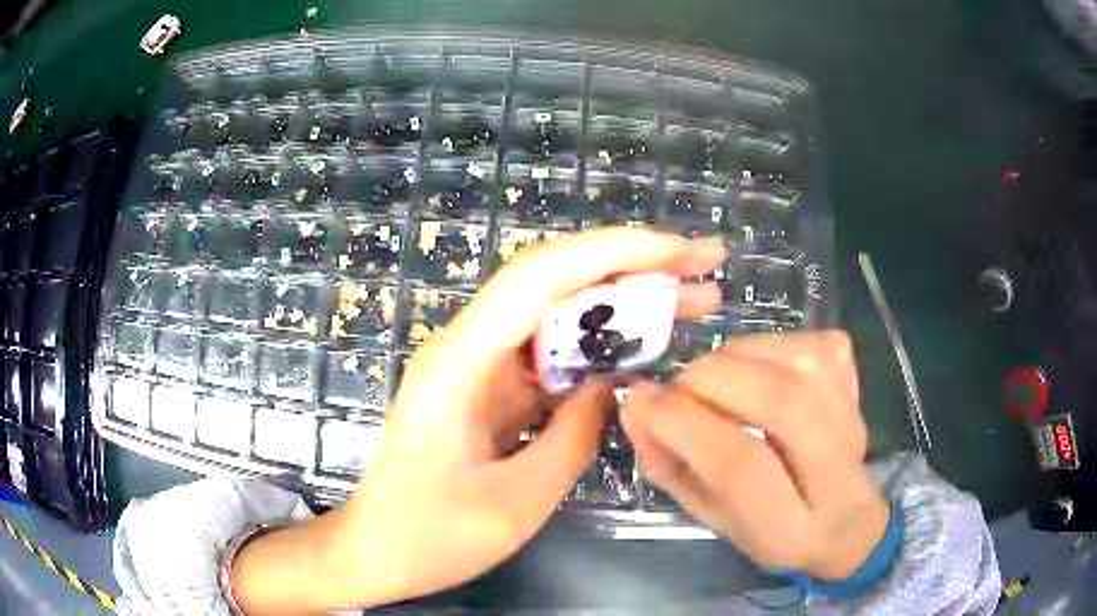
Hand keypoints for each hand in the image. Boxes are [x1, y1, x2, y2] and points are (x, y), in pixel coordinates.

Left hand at [231, 228, 725, 613]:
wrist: (375, 552)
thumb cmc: (429, 537)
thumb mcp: (515, 502)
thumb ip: (573, 435)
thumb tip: (614, 384)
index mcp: (461, 362)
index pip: (541, 276)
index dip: (615, 252)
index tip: (678, 252)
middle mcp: (469, 347)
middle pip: (555, 282)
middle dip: (634, 265)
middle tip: (705, 264)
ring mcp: (480, 367)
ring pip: (559, 315)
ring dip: (624, 303)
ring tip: (693, 301)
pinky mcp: (490, 391)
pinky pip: (552, 355)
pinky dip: (600, 347)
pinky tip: (643, 349)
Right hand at [620, 331, 888, 580]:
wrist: (846, 519)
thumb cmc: (770, 530)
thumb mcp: (713, 519)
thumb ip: (672, 468)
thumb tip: (634, 407)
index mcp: (791, 528)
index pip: (742, 467)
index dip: (685, 426)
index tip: (641, 403)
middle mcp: (837, 471)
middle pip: (782, 402)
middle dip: (711, 382)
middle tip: (678, 391)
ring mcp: (854, 417)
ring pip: (796, 362)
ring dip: (735, 360)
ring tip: (713, 384)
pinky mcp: (856, 381)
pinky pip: (806, 342)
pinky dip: (764, 347)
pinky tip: (753, 372)